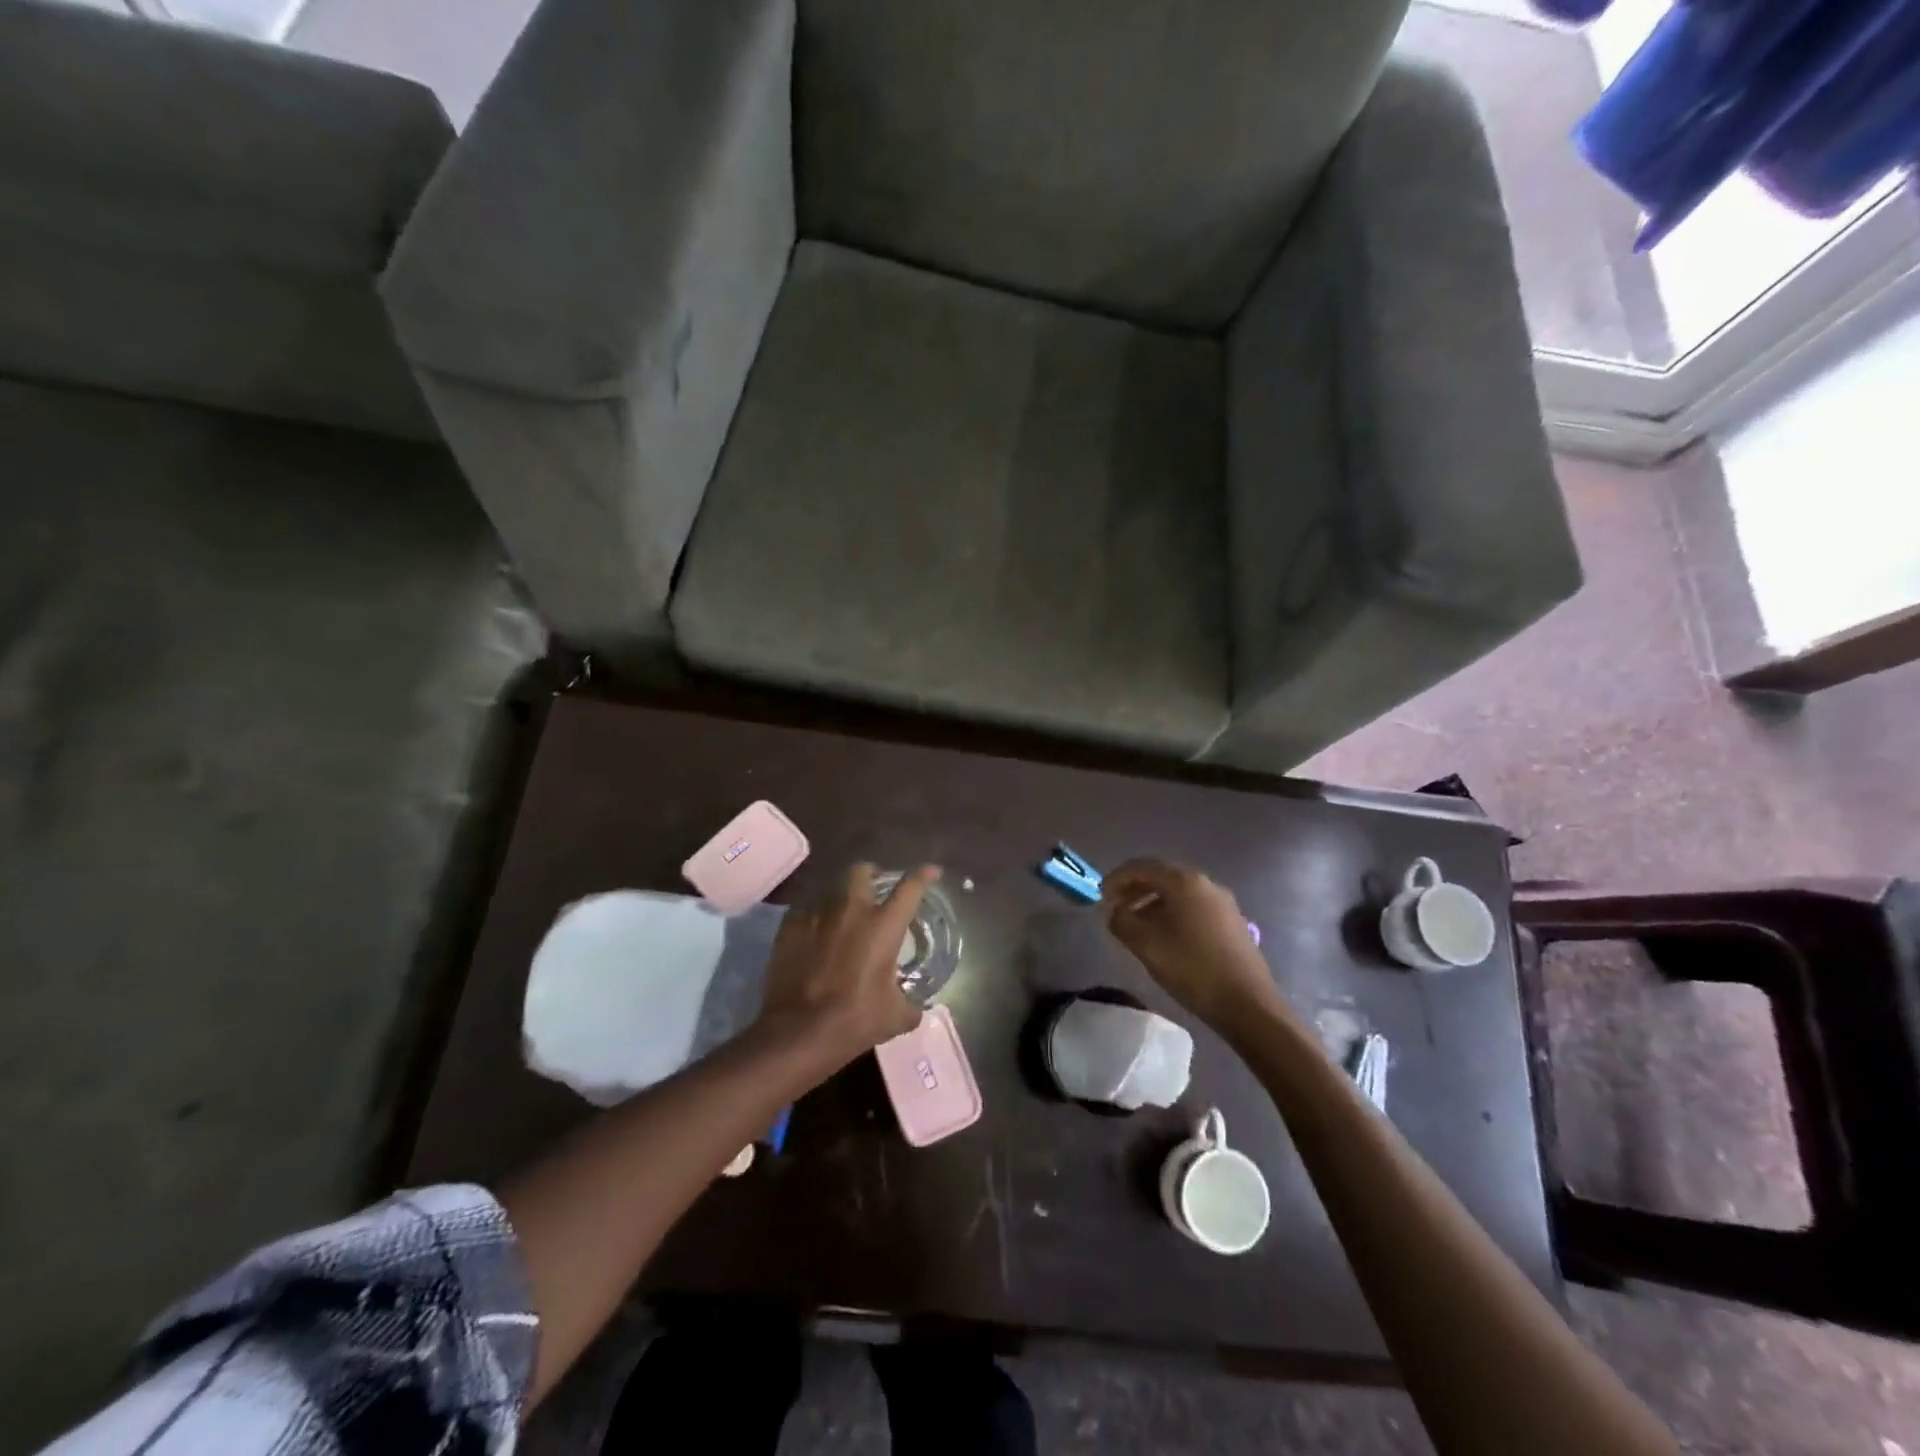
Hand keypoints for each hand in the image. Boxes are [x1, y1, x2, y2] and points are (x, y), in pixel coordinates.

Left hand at [755, 863, 935, 1067]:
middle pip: (861, 872)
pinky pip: (805, 911)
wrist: (799, 1031)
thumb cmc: (855, 1019)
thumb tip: (915, 1008)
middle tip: (873, 889)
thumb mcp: (895, 1017)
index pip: (910, 888)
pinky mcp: (789, 927)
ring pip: (831, 891)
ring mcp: (817, 914)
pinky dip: (813, 918)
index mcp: (883, 925)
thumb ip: (910, 1006)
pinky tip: (813, 935)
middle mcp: (852, 910)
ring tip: (841, 917)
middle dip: (870, 875)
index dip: (923, 876)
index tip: (931, 872)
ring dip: (840, 900)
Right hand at [1101, 859, 1285, 1028]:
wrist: (1248, 1005)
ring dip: (1152, 903)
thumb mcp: (1146, 945)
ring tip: (1136, 926)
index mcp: (1184, 882)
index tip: (1100, 896)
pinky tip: (1165, 937)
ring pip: (1178, 894)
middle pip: (1161, 877)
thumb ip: (1122, 921)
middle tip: (1115, 909)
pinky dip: (1172, 914)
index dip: (1116, 878)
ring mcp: (1223, 904)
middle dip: (1134, 890)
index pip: (1141, 867)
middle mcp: (1206, 884)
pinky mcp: (1232, 923)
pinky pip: (1194, 908)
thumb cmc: (1192, 968)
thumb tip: (1115, 912)